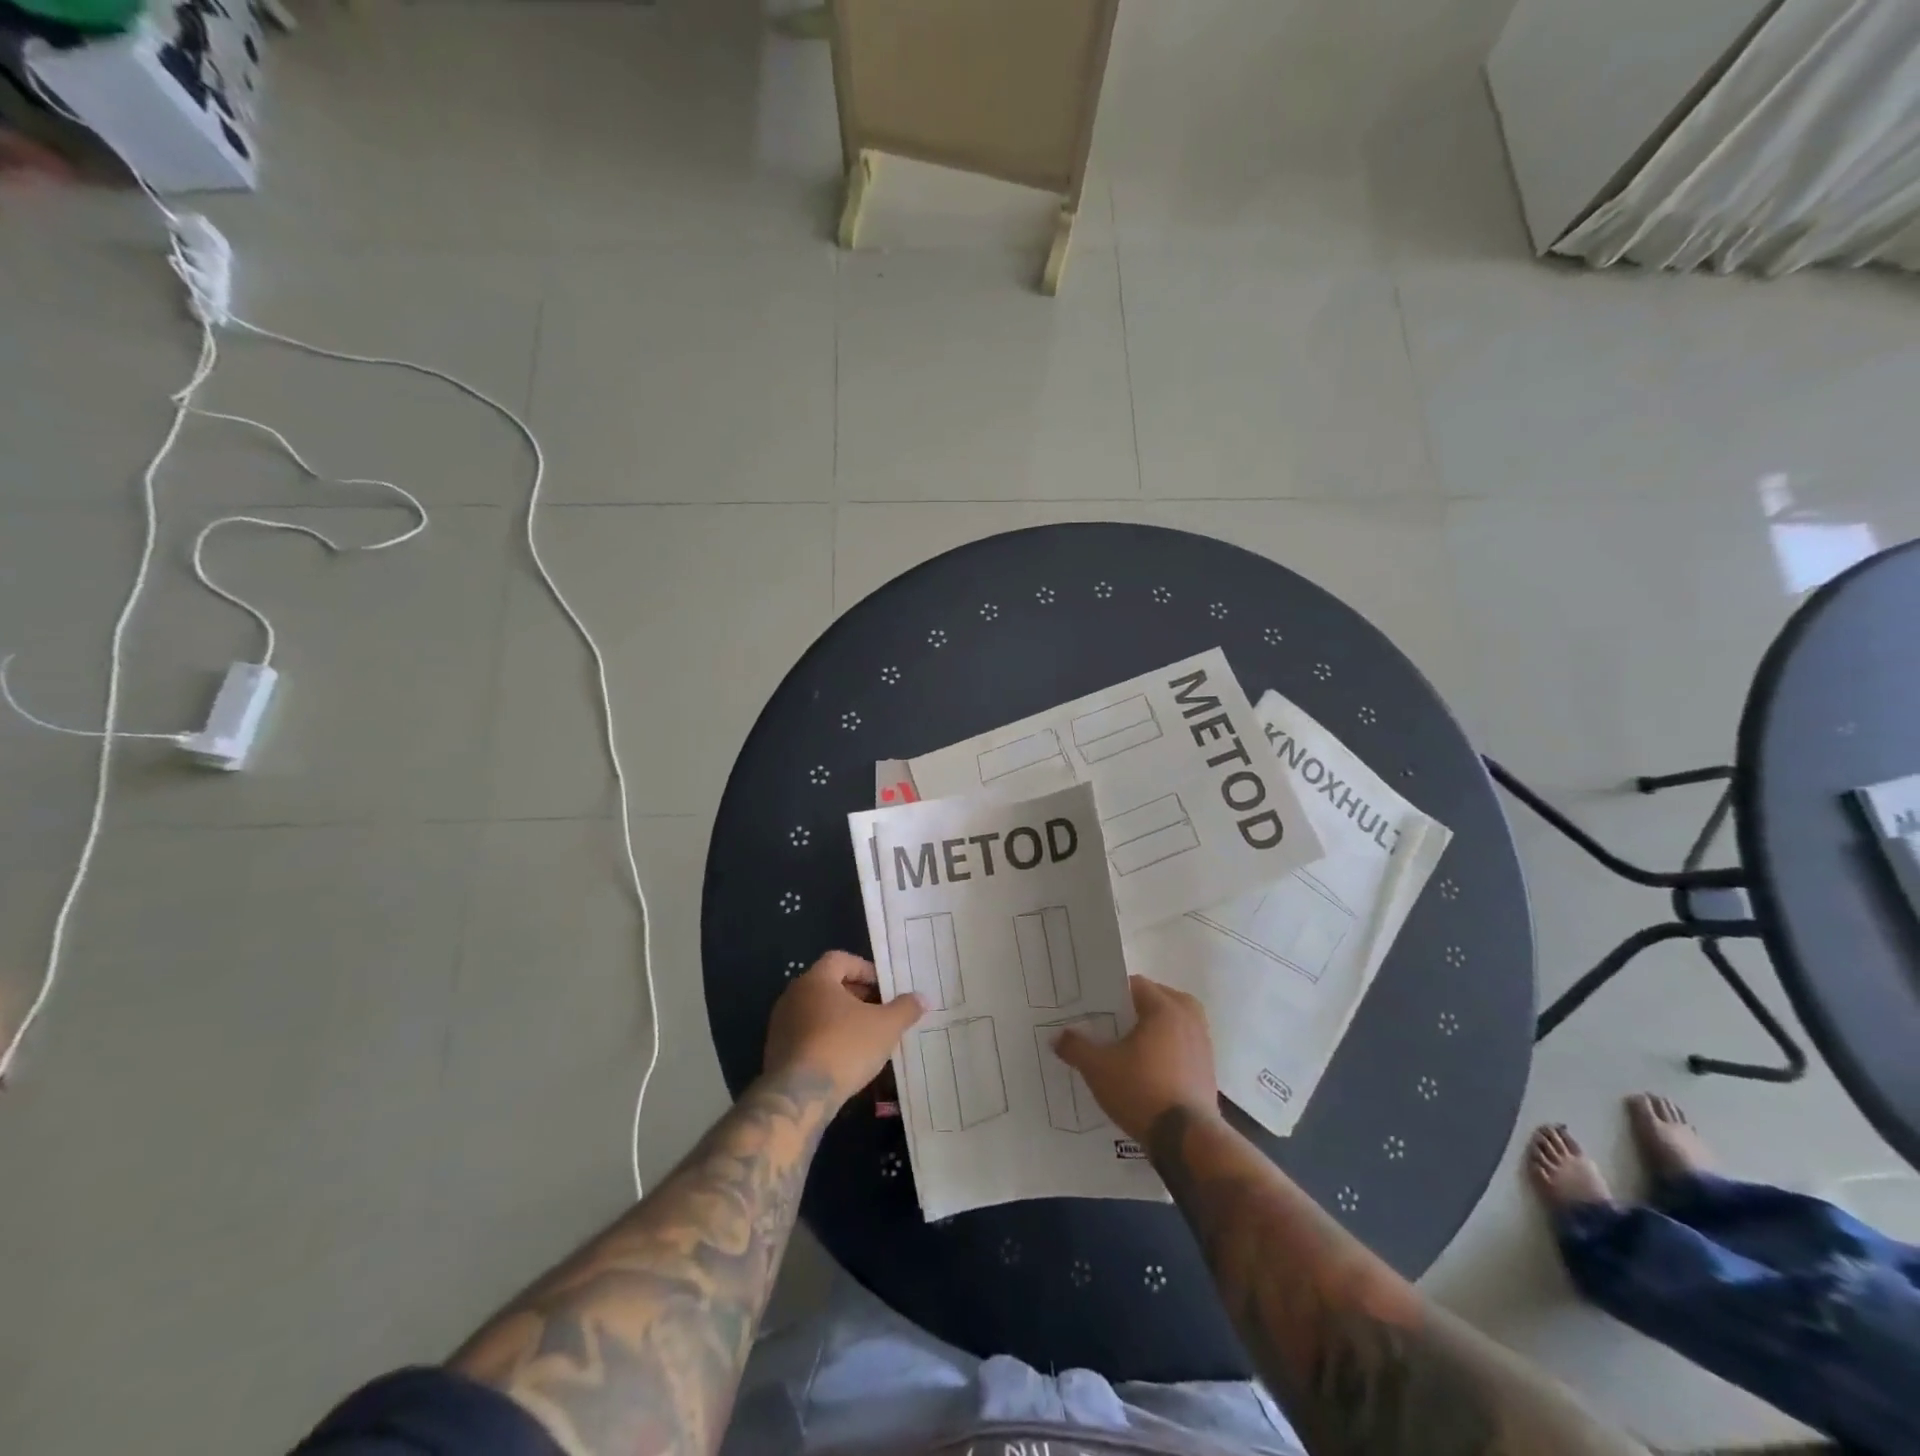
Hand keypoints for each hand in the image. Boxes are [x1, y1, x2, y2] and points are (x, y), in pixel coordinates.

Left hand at [764, 951, 923, 1106]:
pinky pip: (806, 1034)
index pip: (840, 959)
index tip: (883, 987)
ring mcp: (781, 1024)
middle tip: (879, 1011)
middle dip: (856, 995)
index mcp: (816, 980)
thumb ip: (905, 1008)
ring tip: (865, 1037)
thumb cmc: (844, 1047)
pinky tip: (843, 1058)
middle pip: (828, 984)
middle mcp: (793, 995)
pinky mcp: (776, 1051)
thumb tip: (922, 998)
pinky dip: (825, 1038)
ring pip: (816, 1011)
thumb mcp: (886, 1027)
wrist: (799, 1096)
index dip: (864, 969)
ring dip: (840, 1018)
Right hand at [1053, 975, 1219, 1141]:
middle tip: (1112, 1025)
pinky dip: (1168, 1048)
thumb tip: (1057, 1036)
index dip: (1112, 995)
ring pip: (1174, 1022)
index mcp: (1165, 1007)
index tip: (1096, 1009)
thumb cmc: (1141, 1091)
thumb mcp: (1098, 1069)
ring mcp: (1203, 1043)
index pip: (1135, 984)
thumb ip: (1076, 1047)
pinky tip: (1148, 1068)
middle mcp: (1189, 1018)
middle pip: (1158, 999)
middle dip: (1136, 1009)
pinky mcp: (1209, 1068)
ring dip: (1154, 1028)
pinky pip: (1183, 1044)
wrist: (1187, 1140)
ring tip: (1129, 1046)